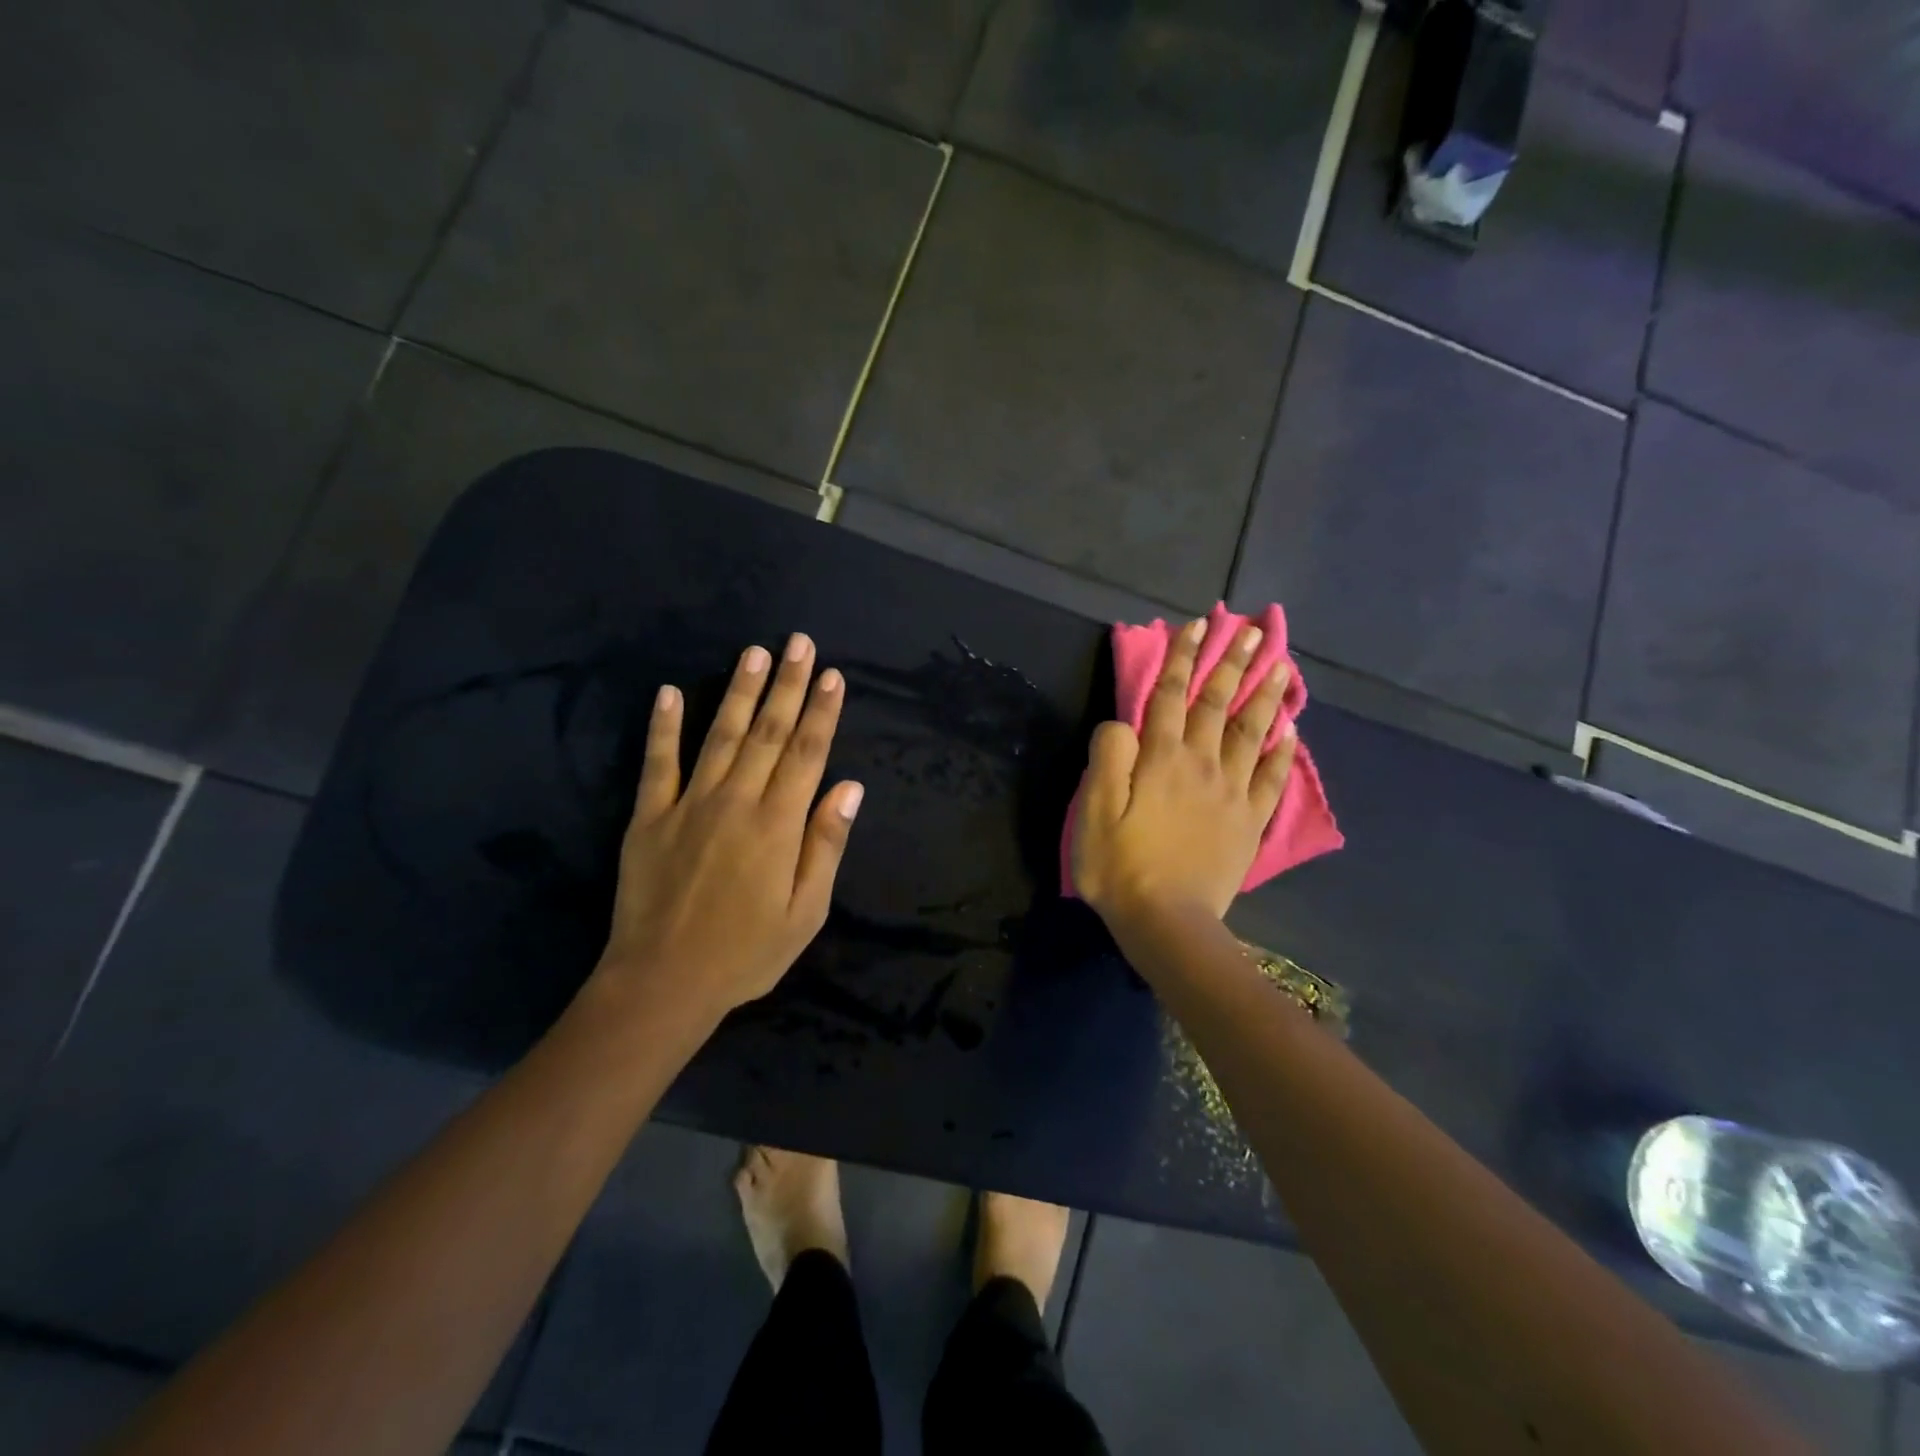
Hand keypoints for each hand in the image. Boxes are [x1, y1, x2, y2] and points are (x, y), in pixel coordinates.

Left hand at [592, 633, 864, 1020]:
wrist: (662, 983)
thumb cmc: (745, 954)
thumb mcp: (805, 913)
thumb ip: (825, 846)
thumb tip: (849, 788)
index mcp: (777, 825)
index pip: (807, 754)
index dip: (821, 712)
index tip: (832, 675)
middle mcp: (736, 801)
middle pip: (768, 732)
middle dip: (787, 685)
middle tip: (799, 642)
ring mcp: (689, 804)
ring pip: (721, 736)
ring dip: (740, 691)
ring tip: (754, 652)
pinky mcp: (650, 817)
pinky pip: (658, 763)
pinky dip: (663, 726)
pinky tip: (669, 692)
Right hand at [1072, 617, 1295, 926]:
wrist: (1167, 922)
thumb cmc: (1119, 865)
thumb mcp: (1092, 809)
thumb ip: (1107, 756)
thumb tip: (1123, 723)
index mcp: (1160, 759)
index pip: (1172, 696)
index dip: (1184, 658)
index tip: (1198, 625)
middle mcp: (1201, 765)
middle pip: (1218, 705)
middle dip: (1232, 663)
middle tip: (1251, 630)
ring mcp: (1231, 793)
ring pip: (1252, 733)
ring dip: (1265, 696)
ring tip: (1280, 665)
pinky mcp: (1249, 822)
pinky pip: (1271, 780)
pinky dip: (1282, 752)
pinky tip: (1290, 731)